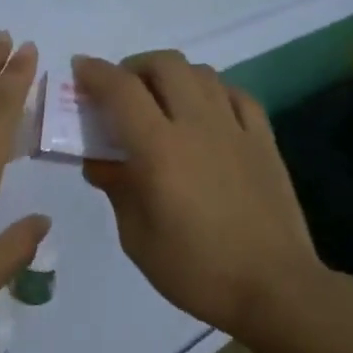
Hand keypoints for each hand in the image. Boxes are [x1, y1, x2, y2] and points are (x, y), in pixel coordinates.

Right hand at [74, 49, 323, 335]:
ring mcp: (235, 129)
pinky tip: (205, 112)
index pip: (121, 90)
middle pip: (165, 65)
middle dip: (134, 67)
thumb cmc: (195, 269)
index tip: (79, 70)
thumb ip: (117, 188)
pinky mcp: (264, 141)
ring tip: (160, 101)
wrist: (274, 288)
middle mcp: (197, 125)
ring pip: (202, 73)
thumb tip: (101, 161)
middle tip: (121, 91)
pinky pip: (236, 95)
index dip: (95, 73)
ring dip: (172, 75)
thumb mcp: (137, 237)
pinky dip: (212, 91)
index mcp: (159, 148)